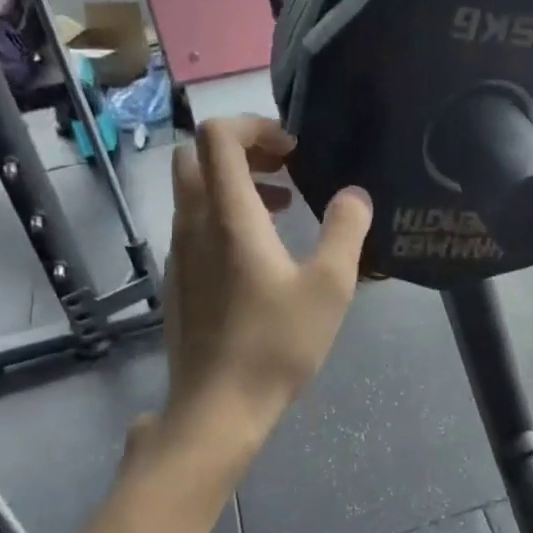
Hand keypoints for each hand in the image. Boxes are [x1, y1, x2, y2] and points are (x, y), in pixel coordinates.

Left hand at [159, 116, 371, 443]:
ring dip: (236, 184)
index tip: (292, 149)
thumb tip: (354, 195)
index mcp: (228, 216)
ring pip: (194, 192)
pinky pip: (195, 225)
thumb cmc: (276, 344)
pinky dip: (225, 217)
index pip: (217, 136)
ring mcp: (179, 254)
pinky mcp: (178, 280)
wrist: (218, 407)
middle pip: (196, 157)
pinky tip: (262, 255)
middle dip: (242, 150)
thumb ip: (346, 231)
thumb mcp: (330, 286)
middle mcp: (193, 225)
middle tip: (285, 170)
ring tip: (284, 209)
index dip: (254, 125)